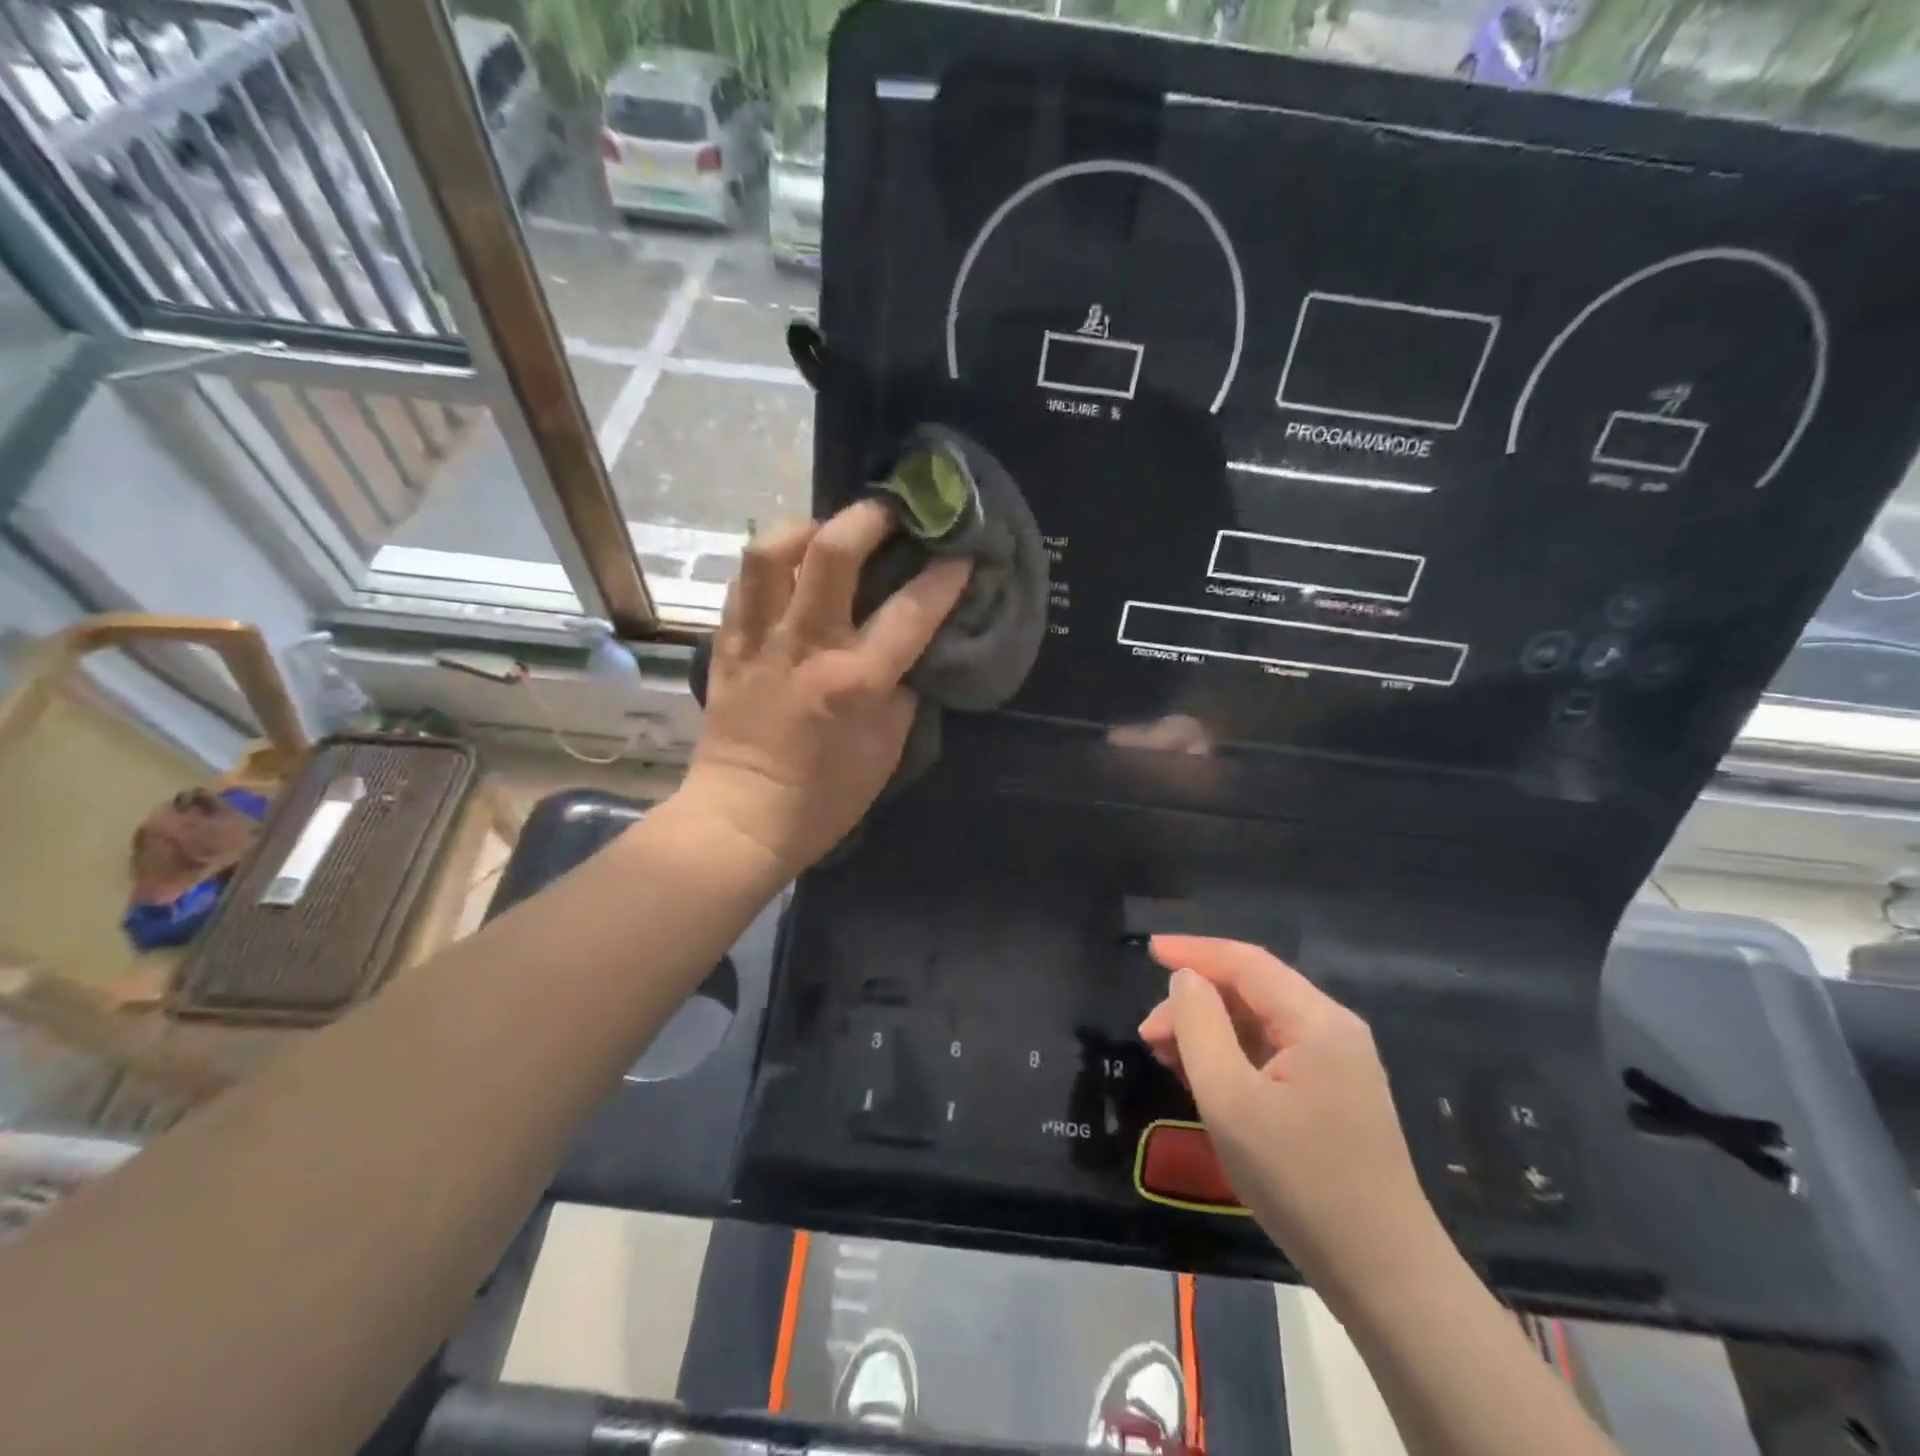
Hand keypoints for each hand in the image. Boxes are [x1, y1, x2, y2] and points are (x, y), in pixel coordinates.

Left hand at [683, 500, 970, 876]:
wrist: (742, 819)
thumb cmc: (825, 798)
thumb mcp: (887, 752)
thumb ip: (904, 692)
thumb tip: (909, 652)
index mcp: (854, 681)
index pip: (910, 610)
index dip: (944, 575)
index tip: (962, 552)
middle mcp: (805, 647)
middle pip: (832, 552)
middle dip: (870, 517)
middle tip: (893, 510)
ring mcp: (759, 641)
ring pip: (771, 552)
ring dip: (806, 526)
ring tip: (829, 530)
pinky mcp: (726, 646)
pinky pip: (743, 584)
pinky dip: (770, 564)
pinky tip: (789, 567)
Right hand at [1138, 936, 1439, 1291]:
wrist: (1383, 1275)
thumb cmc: (1298, 1179)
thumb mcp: (1229, 1099)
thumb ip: (1199, 1026)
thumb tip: (1186, 979)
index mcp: (1316, 1020)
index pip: (1246, 962)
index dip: (1194, 950)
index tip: (1148, 949)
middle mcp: (1332, 1029)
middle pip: (1252, 991)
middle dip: (1196, 1002)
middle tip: (1149, 1035)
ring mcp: (1338, 1064)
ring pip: (1260, 1023)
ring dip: (1210, 1030)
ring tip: (1166, 1054)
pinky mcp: (1334, 1095)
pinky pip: (1273, 1053)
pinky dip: (1232, 1055)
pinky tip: (1204, 1076)